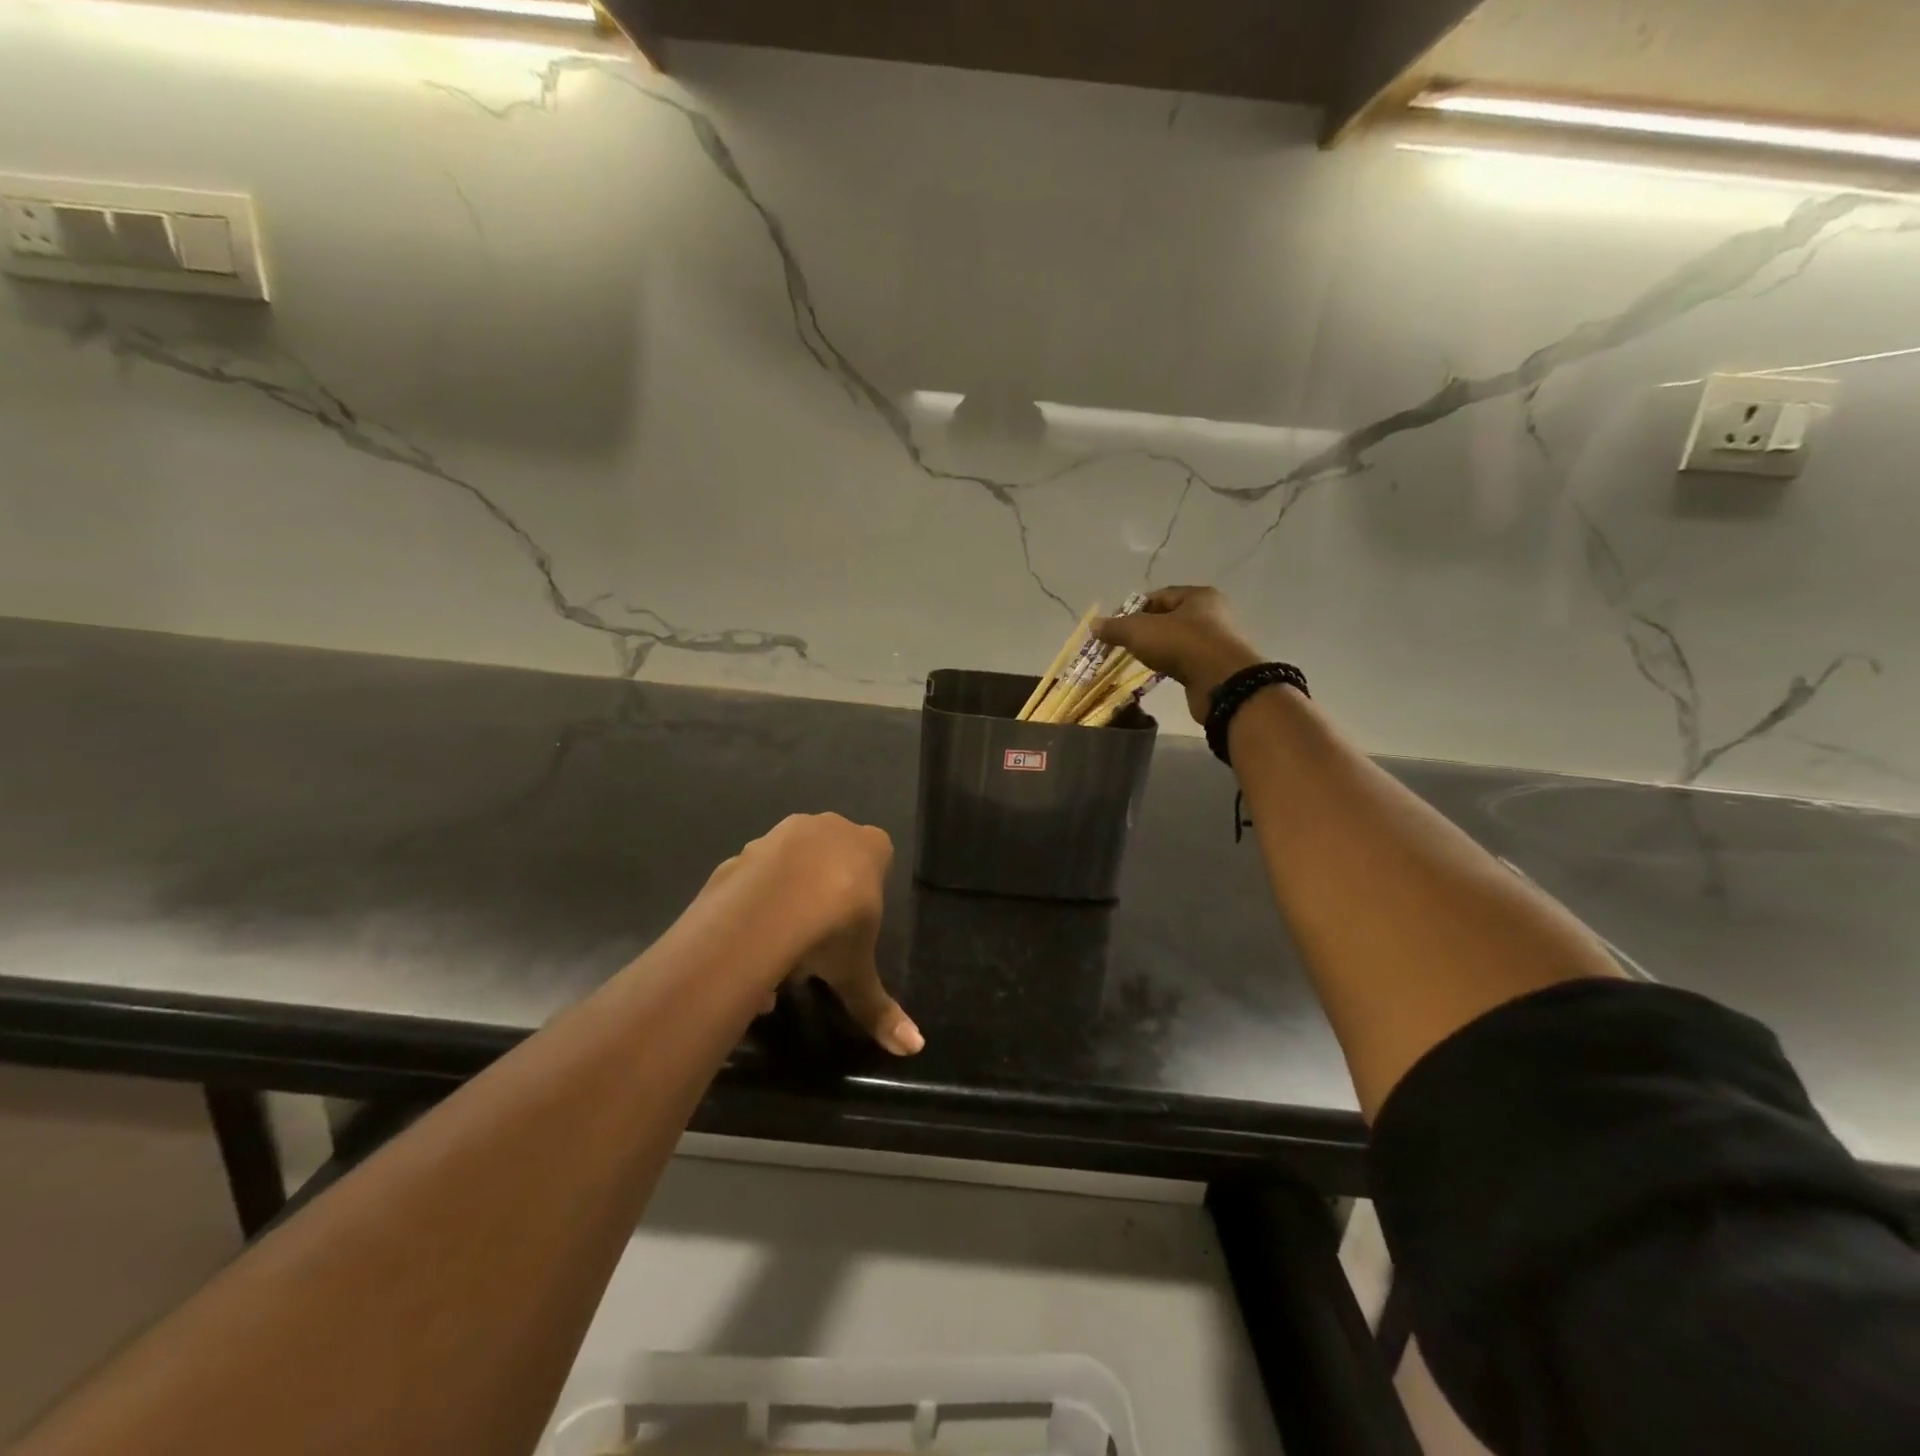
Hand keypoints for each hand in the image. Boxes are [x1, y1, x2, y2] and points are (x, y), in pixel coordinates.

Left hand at [707, 815, 922, 1055]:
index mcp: (870, 846)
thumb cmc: (830, 930)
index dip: (864, 895)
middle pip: (831, 860)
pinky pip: (754, 878)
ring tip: (777, 956)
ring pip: (790, 868)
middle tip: (816, 944)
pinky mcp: (745, 847)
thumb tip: (914, 1048)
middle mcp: (829, 828)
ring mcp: (784, 832)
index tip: (853, 927)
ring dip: (786, 903)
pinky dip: (753, 905)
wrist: (765, 911)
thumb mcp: (857, 972)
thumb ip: (880, 1008)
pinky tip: (748, 945)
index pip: (878, 858)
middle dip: (824, 897)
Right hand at [1093, 585, 1261, 724]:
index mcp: (1199, 596)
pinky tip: (1158, 673)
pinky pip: (1187, 661)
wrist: (1222, 684)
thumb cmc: (1182, 645)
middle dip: (1146, 630)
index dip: (1134, 608)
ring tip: (1138, 660)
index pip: (1160, 596)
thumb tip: (1094, 625)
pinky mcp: (1216, 667)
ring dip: (1158, 649)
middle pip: (1170, 618)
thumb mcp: (1140, 631)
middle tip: (1124, 644)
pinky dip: (1171, 664)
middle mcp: (1213, 614)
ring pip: (1178, 641)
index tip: (1116, 625)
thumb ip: (1116, 627)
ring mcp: (1217, 642)